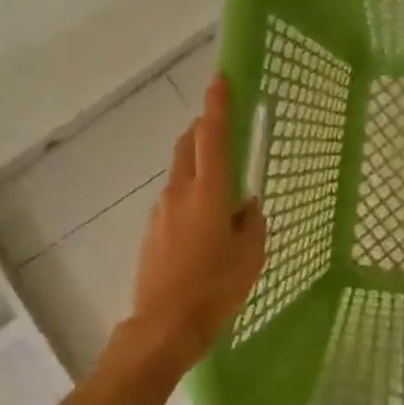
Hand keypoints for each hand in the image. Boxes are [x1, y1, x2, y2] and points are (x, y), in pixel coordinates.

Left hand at [128, 74, 266, 361]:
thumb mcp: (251, 255)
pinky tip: (204, 226)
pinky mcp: (152, 230)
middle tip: (223, 129)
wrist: (164, 325)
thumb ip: (251, 222)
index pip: (212, 137)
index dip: (217, 106)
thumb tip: (246, 205)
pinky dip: (190, 196)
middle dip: (204, 130)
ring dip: (198, 166)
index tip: (220, 79)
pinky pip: (174, 200)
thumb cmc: (216, 288)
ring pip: (180, 173)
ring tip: (222, 192)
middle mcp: (180, 192)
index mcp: (209, 192)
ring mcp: (161, 211)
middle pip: (188, 146)